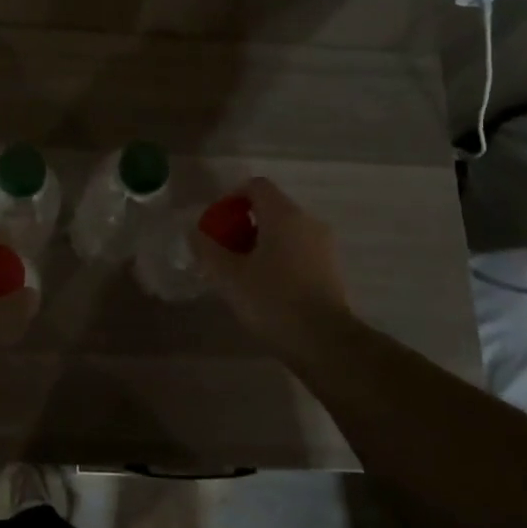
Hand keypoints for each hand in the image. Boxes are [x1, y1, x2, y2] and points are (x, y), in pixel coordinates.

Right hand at [188, 177, 352, 350]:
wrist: (325, 342)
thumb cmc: (273, 301)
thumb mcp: (229, 277)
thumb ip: (208, 249)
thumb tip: (195, 232)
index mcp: (283, 214)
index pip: (256, 186)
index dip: (232, 198)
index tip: (217, 223)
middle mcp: (307, 221)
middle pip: (271, 208)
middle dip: (244, 224)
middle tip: (224, 251)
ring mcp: (324, 245)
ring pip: (286, 231)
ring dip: (261, 243)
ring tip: (242, 272)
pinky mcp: (331, 269)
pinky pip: (299, 250)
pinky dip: (279, 258)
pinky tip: (266, 287)